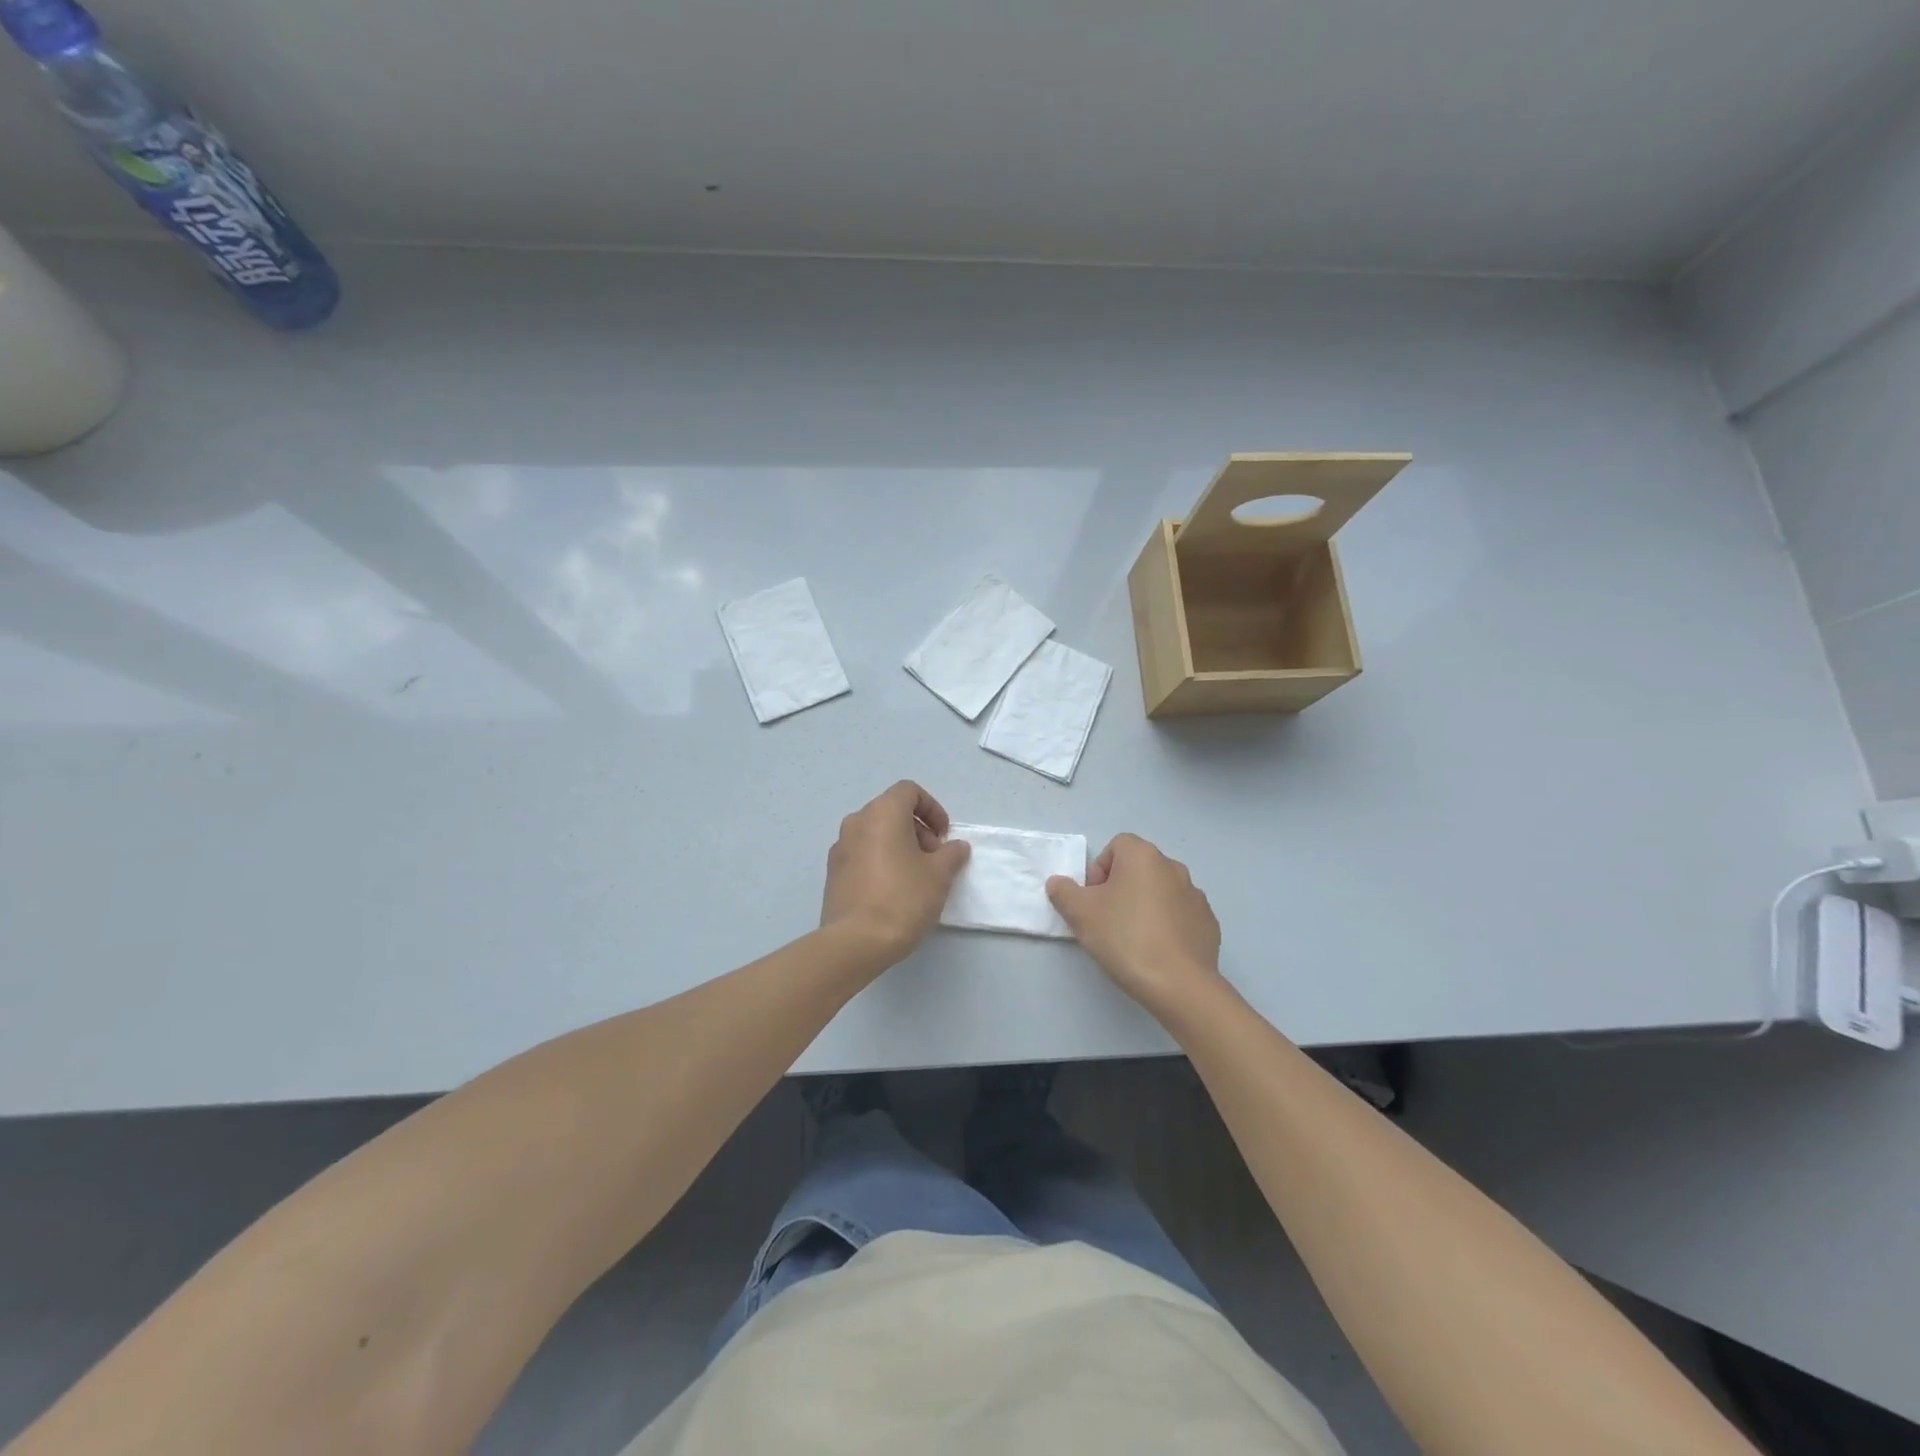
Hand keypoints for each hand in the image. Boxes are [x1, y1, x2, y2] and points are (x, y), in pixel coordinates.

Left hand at [821, 781, 970, 967]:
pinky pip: (862, 854)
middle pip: (892, 811)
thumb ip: (951, 854)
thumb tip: (956, 847)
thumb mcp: (939, 875)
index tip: (944, 836)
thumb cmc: (903, 898)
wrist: (856, 942)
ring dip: (899, 846)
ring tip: (915, 878)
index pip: (909, 791)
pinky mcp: (832, 873)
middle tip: (934, 859)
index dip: (932, 809)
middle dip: (918, 829)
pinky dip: (880, 861)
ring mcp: (839, 848)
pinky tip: (893, 891)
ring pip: (875, 834)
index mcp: (882, 813)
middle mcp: (856, 822)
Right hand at [1047, 834, 1222, 1014]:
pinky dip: (1167, 925)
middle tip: (1108, 921)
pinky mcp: (1208, 922)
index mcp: (1143, 856)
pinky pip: (1179, 915)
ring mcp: (1195, 895)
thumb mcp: (1080, 914)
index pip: (1116, 846)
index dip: (1099, 870)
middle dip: (1120, 888)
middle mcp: (1173, 867)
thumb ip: (1063, 892)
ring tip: (1133, 939)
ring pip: (1160, 892)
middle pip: (1138, 868)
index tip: (1094, 900)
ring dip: (1144, 906)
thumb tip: (1059, 883)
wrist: (1179, 984)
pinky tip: (1158, 951)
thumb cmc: (1125, 938)